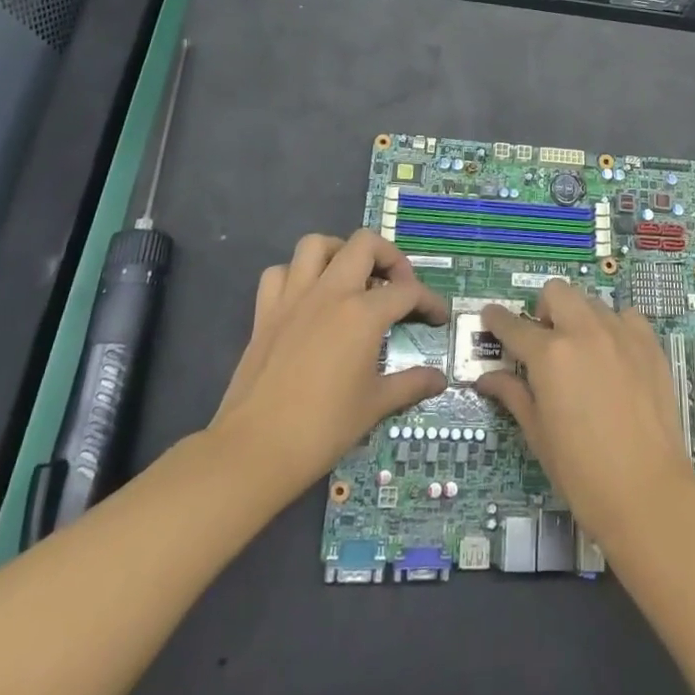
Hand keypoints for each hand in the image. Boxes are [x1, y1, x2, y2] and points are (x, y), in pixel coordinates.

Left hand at [211, 231, 449, 497]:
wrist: (254, 450)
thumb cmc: (322, 428)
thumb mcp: (375, 406)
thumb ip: (411, 384)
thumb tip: (440, 379)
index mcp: (363, 312)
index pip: (408, 291)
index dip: (430, 301)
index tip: (438, 318)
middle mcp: (331, 292)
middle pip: (365, 244)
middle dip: (389, 257)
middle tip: (396, 286)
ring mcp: (293, 297)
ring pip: (316, 244)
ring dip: (339, 253)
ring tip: (352, 278)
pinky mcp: (265, 312)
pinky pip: (280, 273)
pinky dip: (296, 275)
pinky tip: (308, 297)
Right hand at [475, 279, 694, 545]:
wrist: (648, 491)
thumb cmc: (582, 472)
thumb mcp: (538, 435)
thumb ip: (514, 395)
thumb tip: (488, 377)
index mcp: (549, 355)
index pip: (513, 325)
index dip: (496, 319)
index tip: (490, 317)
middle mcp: (584, 331)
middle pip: (556, 292)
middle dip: (544, 309)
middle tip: (545, 342)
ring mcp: (620, 333)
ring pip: (591, 302)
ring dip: (579, 318)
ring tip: (582, 352)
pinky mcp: (649, 343)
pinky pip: (626, 317)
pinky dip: (614, 327)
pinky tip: (615, 356)